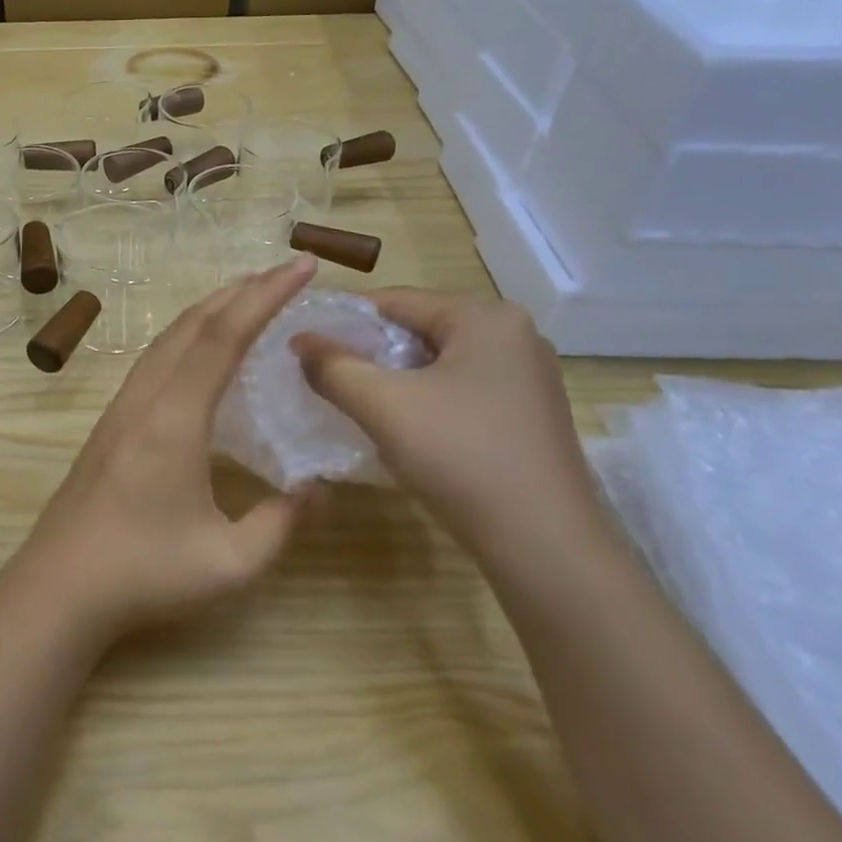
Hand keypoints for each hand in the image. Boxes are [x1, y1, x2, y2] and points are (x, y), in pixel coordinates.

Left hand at [6, 256, 322, 639]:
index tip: (302, 267)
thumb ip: (282, 523)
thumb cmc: (144, 575)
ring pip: (166, 340)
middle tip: (282, 274)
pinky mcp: (107, 427)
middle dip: (239, 291)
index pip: (225, 336)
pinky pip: (152, 362)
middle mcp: (144, 400)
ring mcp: (119, 411)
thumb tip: (317, 489)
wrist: (57, 589)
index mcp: (175, 418)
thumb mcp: (230, 562)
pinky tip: (196, 355)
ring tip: (245, 300)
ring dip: (207, 311)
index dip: (266, 296)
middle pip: (191, 325)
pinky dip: (184, 339)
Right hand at [291, 290, 617, 569]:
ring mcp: (527, 377)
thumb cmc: (460, 455)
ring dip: (395, 381)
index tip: (306, 348)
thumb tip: (299, 340)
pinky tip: (406, 433)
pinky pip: (461, 391)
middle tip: (328, 381)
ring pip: (438, 364)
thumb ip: (333, 366)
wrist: (542, 541)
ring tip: (360, 408)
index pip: (396, 300)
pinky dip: (426, 402)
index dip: (343, 321)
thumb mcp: (383, 405)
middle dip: (370, 354)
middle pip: (419, 330)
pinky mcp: (528, 414)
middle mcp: (515, 335)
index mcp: (486, 317)